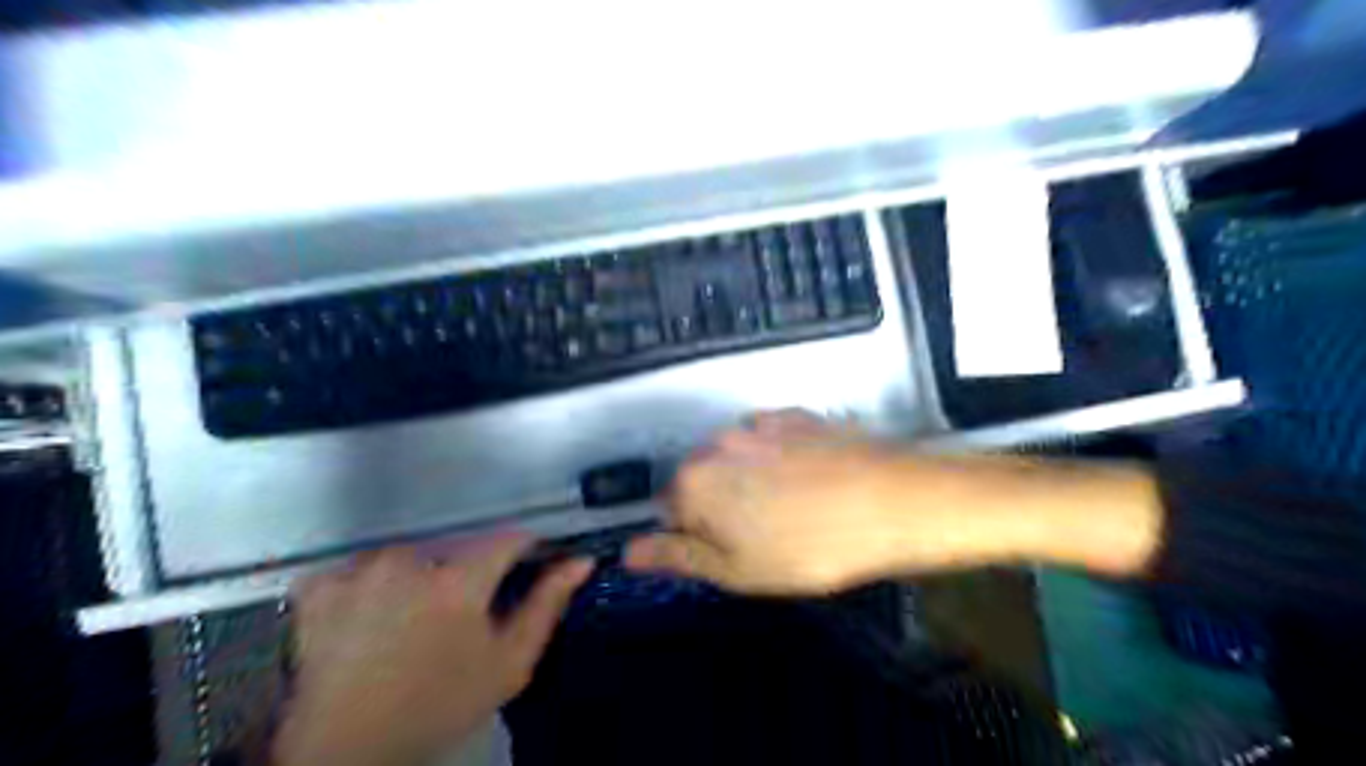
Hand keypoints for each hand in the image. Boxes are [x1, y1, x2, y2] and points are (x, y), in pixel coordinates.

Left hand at [276, 534, 592, 765]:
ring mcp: (359, 571)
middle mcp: (409, 563)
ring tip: (414, 621)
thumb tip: (580, 561)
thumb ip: (547, 604)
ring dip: (421, 576)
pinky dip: (372, 585)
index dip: (523, 551)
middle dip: (469, 571)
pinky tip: (372, 618)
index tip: (523, 569)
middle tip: (461, 615)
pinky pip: (364, 566)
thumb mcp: (509, 663)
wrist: (348, 751)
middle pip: (459, 547)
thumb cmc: (439, 706)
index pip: (508, 538)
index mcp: (459, 581)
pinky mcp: (321, 585)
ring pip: (413, 554)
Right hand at [629, 410, 952, 595]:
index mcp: (695, 481)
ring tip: (793, 506)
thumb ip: (677, 556)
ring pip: (737, 457)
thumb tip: (627, 552)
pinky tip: (811, 479)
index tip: (731, 551)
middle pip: (702, 477)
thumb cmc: (809, 548)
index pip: (669, 510)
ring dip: (751, 478)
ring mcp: (759, 422)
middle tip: (764, 534)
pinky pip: (771, 438)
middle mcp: (718, 442)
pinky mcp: (796, 414)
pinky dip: (780, 457)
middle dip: (721, 503)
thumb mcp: (737, 570)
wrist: (892, 503)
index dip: (696, 536)